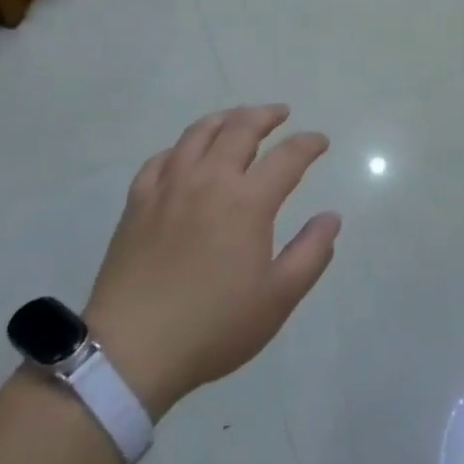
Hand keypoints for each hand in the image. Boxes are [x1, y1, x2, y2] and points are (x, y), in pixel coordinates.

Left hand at [83, 105, 338, 418]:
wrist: (131, 350)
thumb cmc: (213, 326)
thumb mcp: (278, 298)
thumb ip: (311, 252)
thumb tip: (331, 217)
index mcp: (248, 202)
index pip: (287, 156)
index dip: (308, 144)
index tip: (320, 141)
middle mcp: (209, 180)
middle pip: (240, 129)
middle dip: (266, 115)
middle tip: (281, 113)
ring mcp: (168, 187)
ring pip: (198, 133)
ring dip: (225, 118)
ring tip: (237, 118)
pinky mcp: (137, 202)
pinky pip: (160, 159)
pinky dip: (180, 148)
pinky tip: (185, 154)